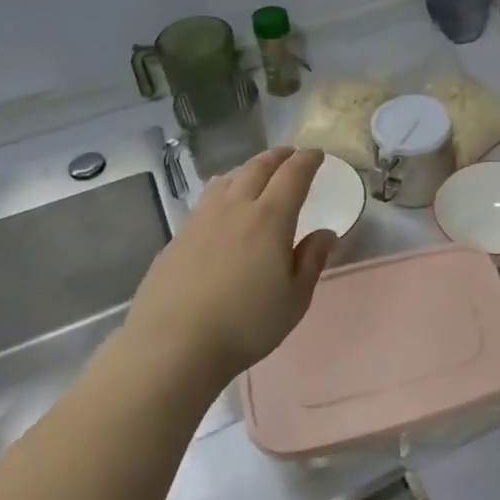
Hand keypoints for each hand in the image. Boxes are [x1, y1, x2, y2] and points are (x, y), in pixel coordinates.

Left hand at [123, 147, 337, 385]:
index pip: (293, 176)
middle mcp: (235, 209)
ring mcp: (201, 220)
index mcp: (270, 219)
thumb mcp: (294, 299)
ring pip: (228, 180)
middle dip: (278, 157)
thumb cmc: (245, 324)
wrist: (173, 345)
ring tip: (256, 172)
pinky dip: (223, 190)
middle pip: (258, 169)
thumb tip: (325, 233)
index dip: (307, 161)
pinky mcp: (177, 238)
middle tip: (290, 154)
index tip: (317, 154)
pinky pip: (206, 200)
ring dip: (248, 169)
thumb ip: (311, 261)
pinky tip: (221, 205)